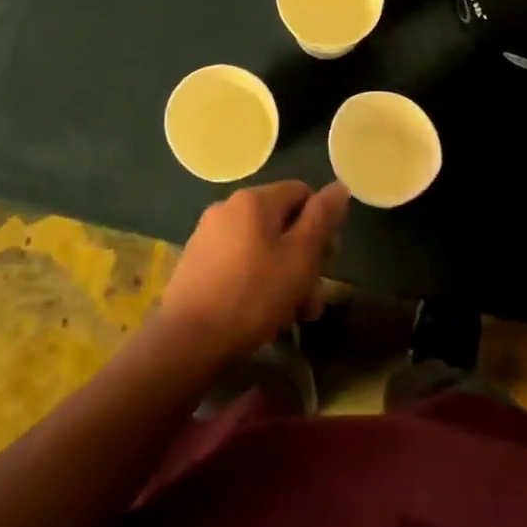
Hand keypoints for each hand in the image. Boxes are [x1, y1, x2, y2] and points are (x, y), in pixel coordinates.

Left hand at [158, 181, 350, 359]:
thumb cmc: (253, 296)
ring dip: (284, 276)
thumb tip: (339, 185)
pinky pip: (239, 262)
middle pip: (281, 223)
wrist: (187, 341)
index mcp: (254, 200)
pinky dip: (257, 281)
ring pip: (262, 247)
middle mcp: (228, 208)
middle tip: (313, 298)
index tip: (328, 259)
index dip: (322, 223)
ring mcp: (208, 235)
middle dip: (304, 259)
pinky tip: (263, 314)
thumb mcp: (300, 257)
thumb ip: (322, 218)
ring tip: (293, 315)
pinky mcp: (196, 262)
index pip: (302, 193)